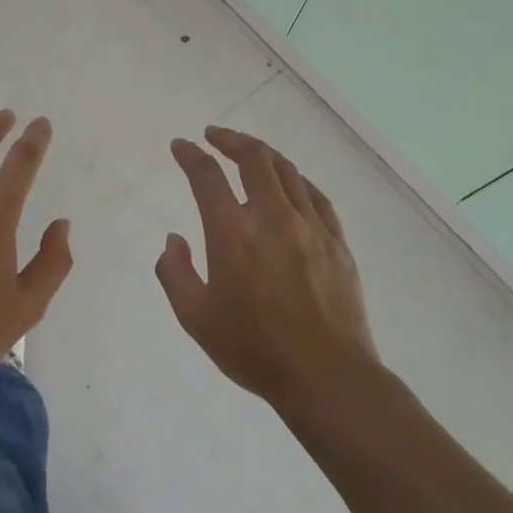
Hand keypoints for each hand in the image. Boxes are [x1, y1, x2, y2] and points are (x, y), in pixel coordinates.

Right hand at [155, 126, 380, 413]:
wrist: (326, 377)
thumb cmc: (254, 350)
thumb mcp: (196, 318)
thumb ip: (175, 273)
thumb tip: (175, 239)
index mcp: (233, 233)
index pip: (207, 176)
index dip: (190, 155)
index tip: (180, 145)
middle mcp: (272, 217)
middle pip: (253, 158)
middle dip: (230, 139)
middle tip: (214, 135)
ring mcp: (310, 226)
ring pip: (286, 171)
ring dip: (262, 154)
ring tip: (249, 151)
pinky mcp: (337, 241)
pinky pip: (316, 196)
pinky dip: (296, 180)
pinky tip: (290, 182)